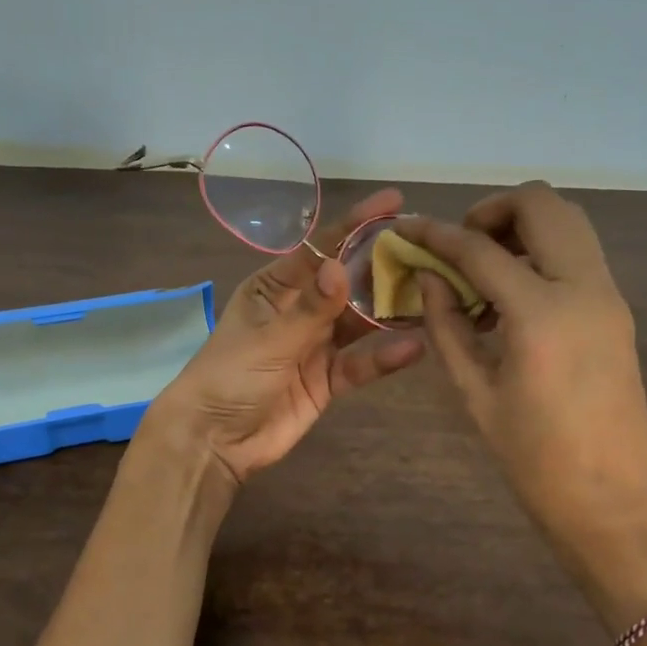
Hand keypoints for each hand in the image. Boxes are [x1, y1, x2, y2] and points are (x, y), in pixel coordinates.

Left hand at [148, 189, 425, 487]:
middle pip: (348, 283)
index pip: (320, 249)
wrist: (214, 441)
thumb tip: (341, 267)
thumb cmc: (229, 377)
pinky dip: (384, 357)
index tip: (394, 204)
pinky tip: (414, 346)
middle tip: (427, 249)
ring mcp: (316, 345)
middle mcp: (300, 310)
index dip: (356, 225)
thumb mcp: (268, 339)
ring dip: (391, 311)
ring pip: (361, 322)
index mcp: (275, 288)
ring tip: (432, 293)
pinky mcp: (328, 380)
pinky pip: (361, 364)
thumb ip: (310, 309)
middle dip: (383, 266)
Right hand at [398, 184, 646, 620]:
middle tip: (458, 246)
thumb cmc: (534, 459)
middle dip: (491, 211)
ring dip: (520, 227)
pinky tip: (510, 297)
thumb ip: (447, 326)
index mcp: (542, 313)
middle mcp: (584, 287)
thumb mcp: (476, 393)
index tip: (406, 227)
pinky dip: (541, 253)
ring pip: (568, 222)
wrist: (613, 503)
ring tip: (482, 271)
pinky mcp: (617, 311)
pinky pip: (578, 254)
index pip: (480, 248)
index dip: (436, 234)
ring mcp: (609, 296)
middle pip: (541, 204)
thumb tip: (428, 277)